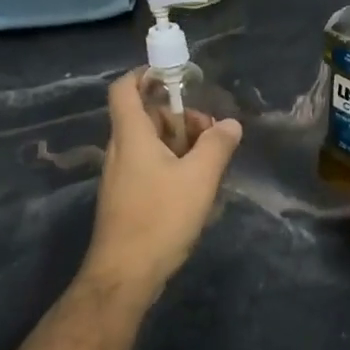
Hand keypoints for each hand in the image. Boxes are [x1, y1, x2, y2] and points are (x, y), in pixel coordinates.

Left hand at [82, 72, 242, 294]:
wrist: (124, 275)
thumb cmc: (160, 218)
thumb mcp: (199, 178)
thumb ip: (217, 145)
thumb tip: (230, 123)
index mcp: (131, 136)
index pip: (124, 89)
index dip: (144, 74)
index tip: (174, 76)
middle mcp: (120, 151)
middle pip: (145, 116)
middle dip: (179, 116)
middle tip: (210, 132)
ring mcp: (120, 177)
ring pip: (149, 144)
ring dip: (179, 143)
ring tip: (210, 162)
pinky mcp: (125, 199)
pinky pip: (149, 167)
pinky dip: (172, 165)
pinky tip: (196, 187)